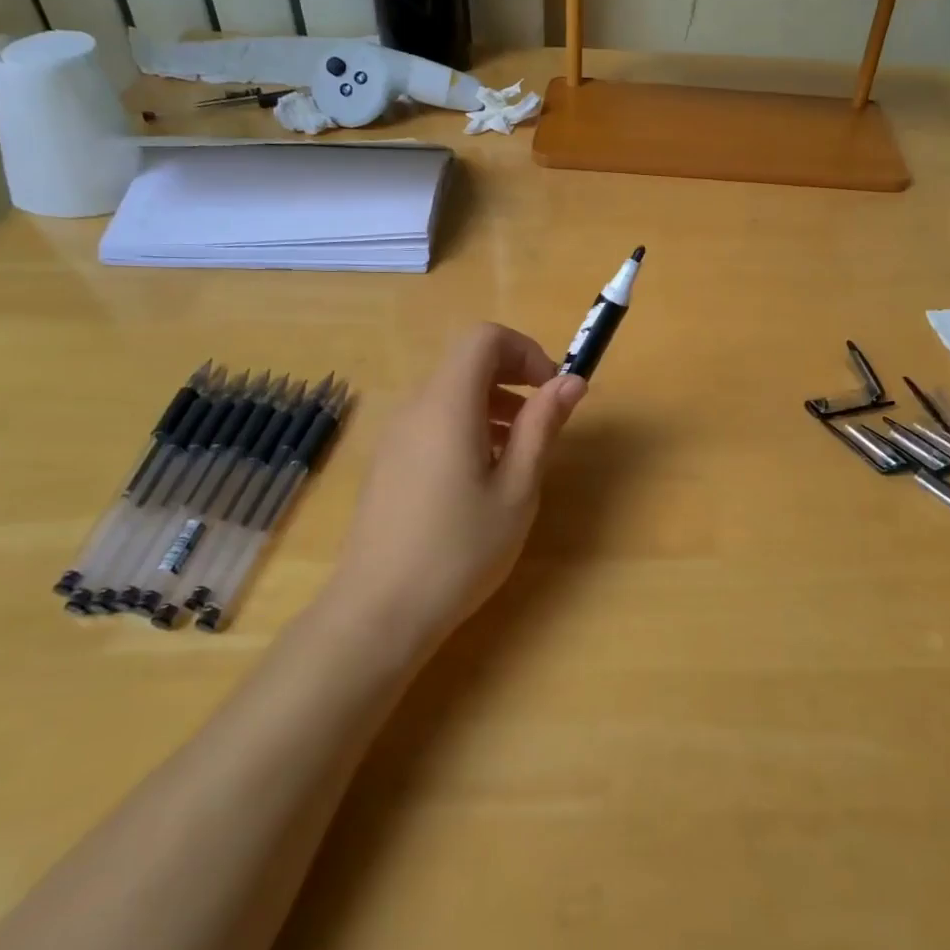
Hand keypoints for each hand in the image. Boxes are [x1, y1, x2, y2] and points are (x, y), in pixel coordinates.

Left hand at [326, 323, 585, 650]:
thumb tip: (571, 381)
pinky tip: (481, 476)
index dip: (525, 351)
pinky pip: (433, 420)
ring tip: (518, 454)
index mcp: (448, 404)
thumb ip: (542, 427)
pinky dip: (467, 426)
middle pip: (466, 362)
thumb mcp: (517, 489)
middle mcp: (415, 407)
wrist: (378, 611)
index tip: (552, 390)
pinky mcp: (388, 461)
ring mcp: (395, 434)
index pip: (484, 338)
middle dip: (513, 378)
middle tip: (544, 422)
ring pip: (450, 392)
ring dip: (492, 404)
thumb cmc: (460, 549)